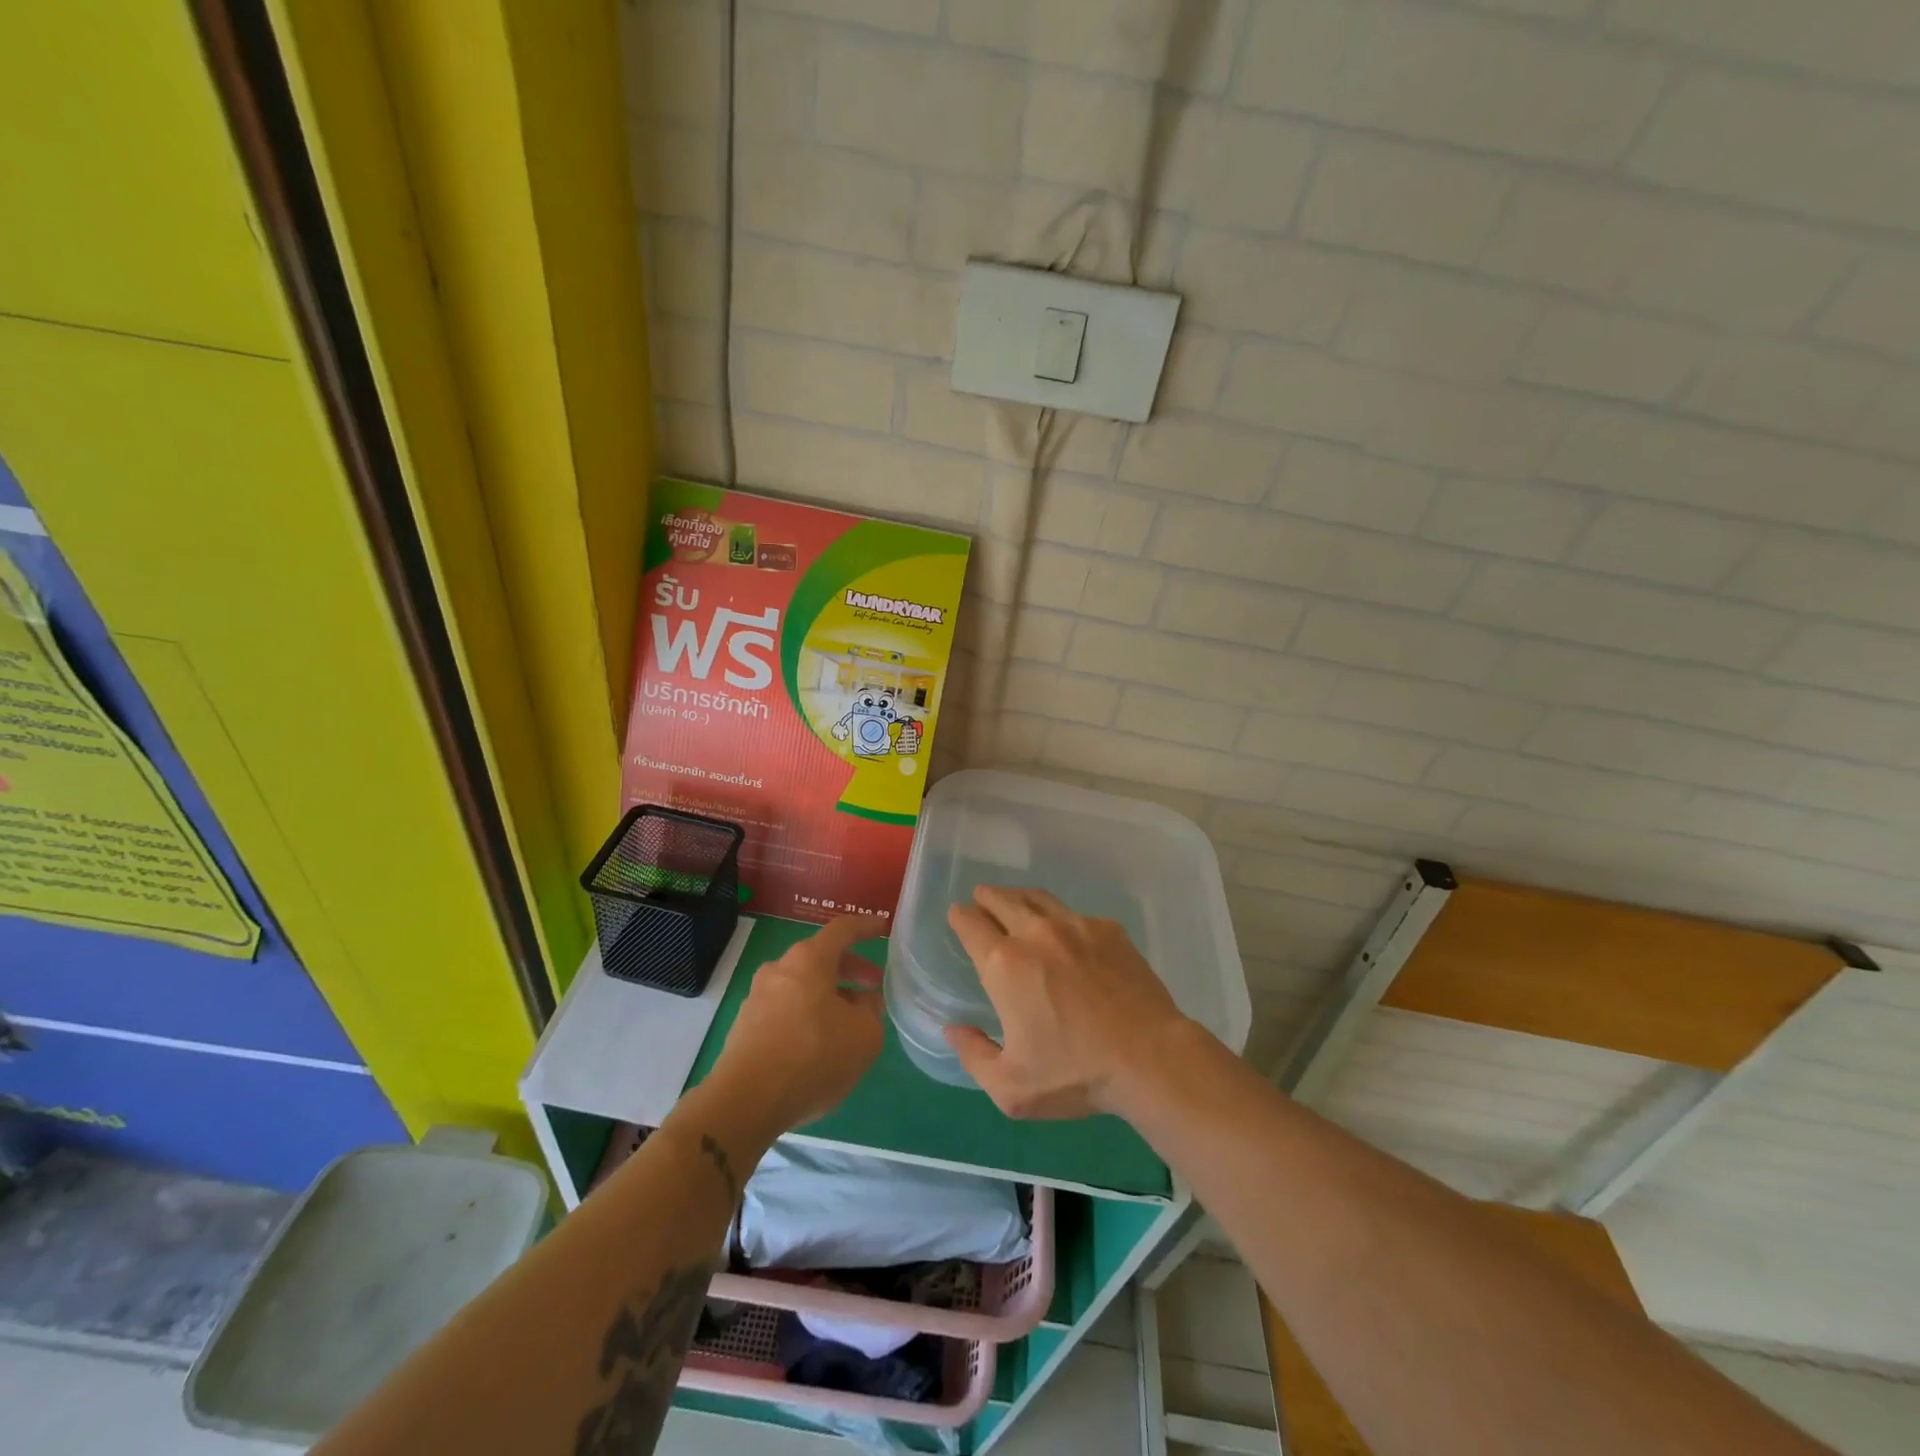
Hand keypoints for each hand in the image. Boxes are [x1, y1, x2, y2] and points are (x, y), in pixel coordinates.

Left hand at [708, 916, 885, 1132]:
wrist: (745, 1101)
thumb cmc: (813, 1056)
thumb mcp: (864, 1036)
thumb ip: (871, 1011)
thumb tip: (863, 1002)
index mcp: (809, 959)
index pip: (842, 929)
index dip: (865, 927)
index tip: (882, 928)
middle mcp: (780, 969)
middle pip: (820, 958)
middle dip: (850, 969)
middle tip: (873, 985)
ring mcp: (758, 997)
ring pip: (802, 985)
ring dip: (829, 995)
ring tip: (849, 1021)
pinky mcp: (745, 1026)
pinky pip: (785, 1009)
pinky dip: (807, 1015)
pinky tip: (820, 1044)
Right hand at [943, 886, 1190, 1119]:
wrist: (1149, 1057)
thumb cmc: (1075, 1073)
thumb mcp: (1011, 1087)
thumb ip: (973, 1055)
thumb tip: (953, 1029)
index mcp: (1004, 964)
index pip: (971, 924)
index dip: (960, 917)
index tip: (958, 916)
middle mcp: (1035, 933)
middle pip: (1002, 900)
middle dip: (986, 897)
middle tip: (981, 899)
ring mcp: (1075, 925)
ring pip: (1038, 898)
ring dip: (1019, 897)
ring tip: (1015, 903)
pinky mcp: (1109, 929)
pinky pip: (1074, 914)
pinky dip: (1060, 918)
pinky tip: (1065, 934)